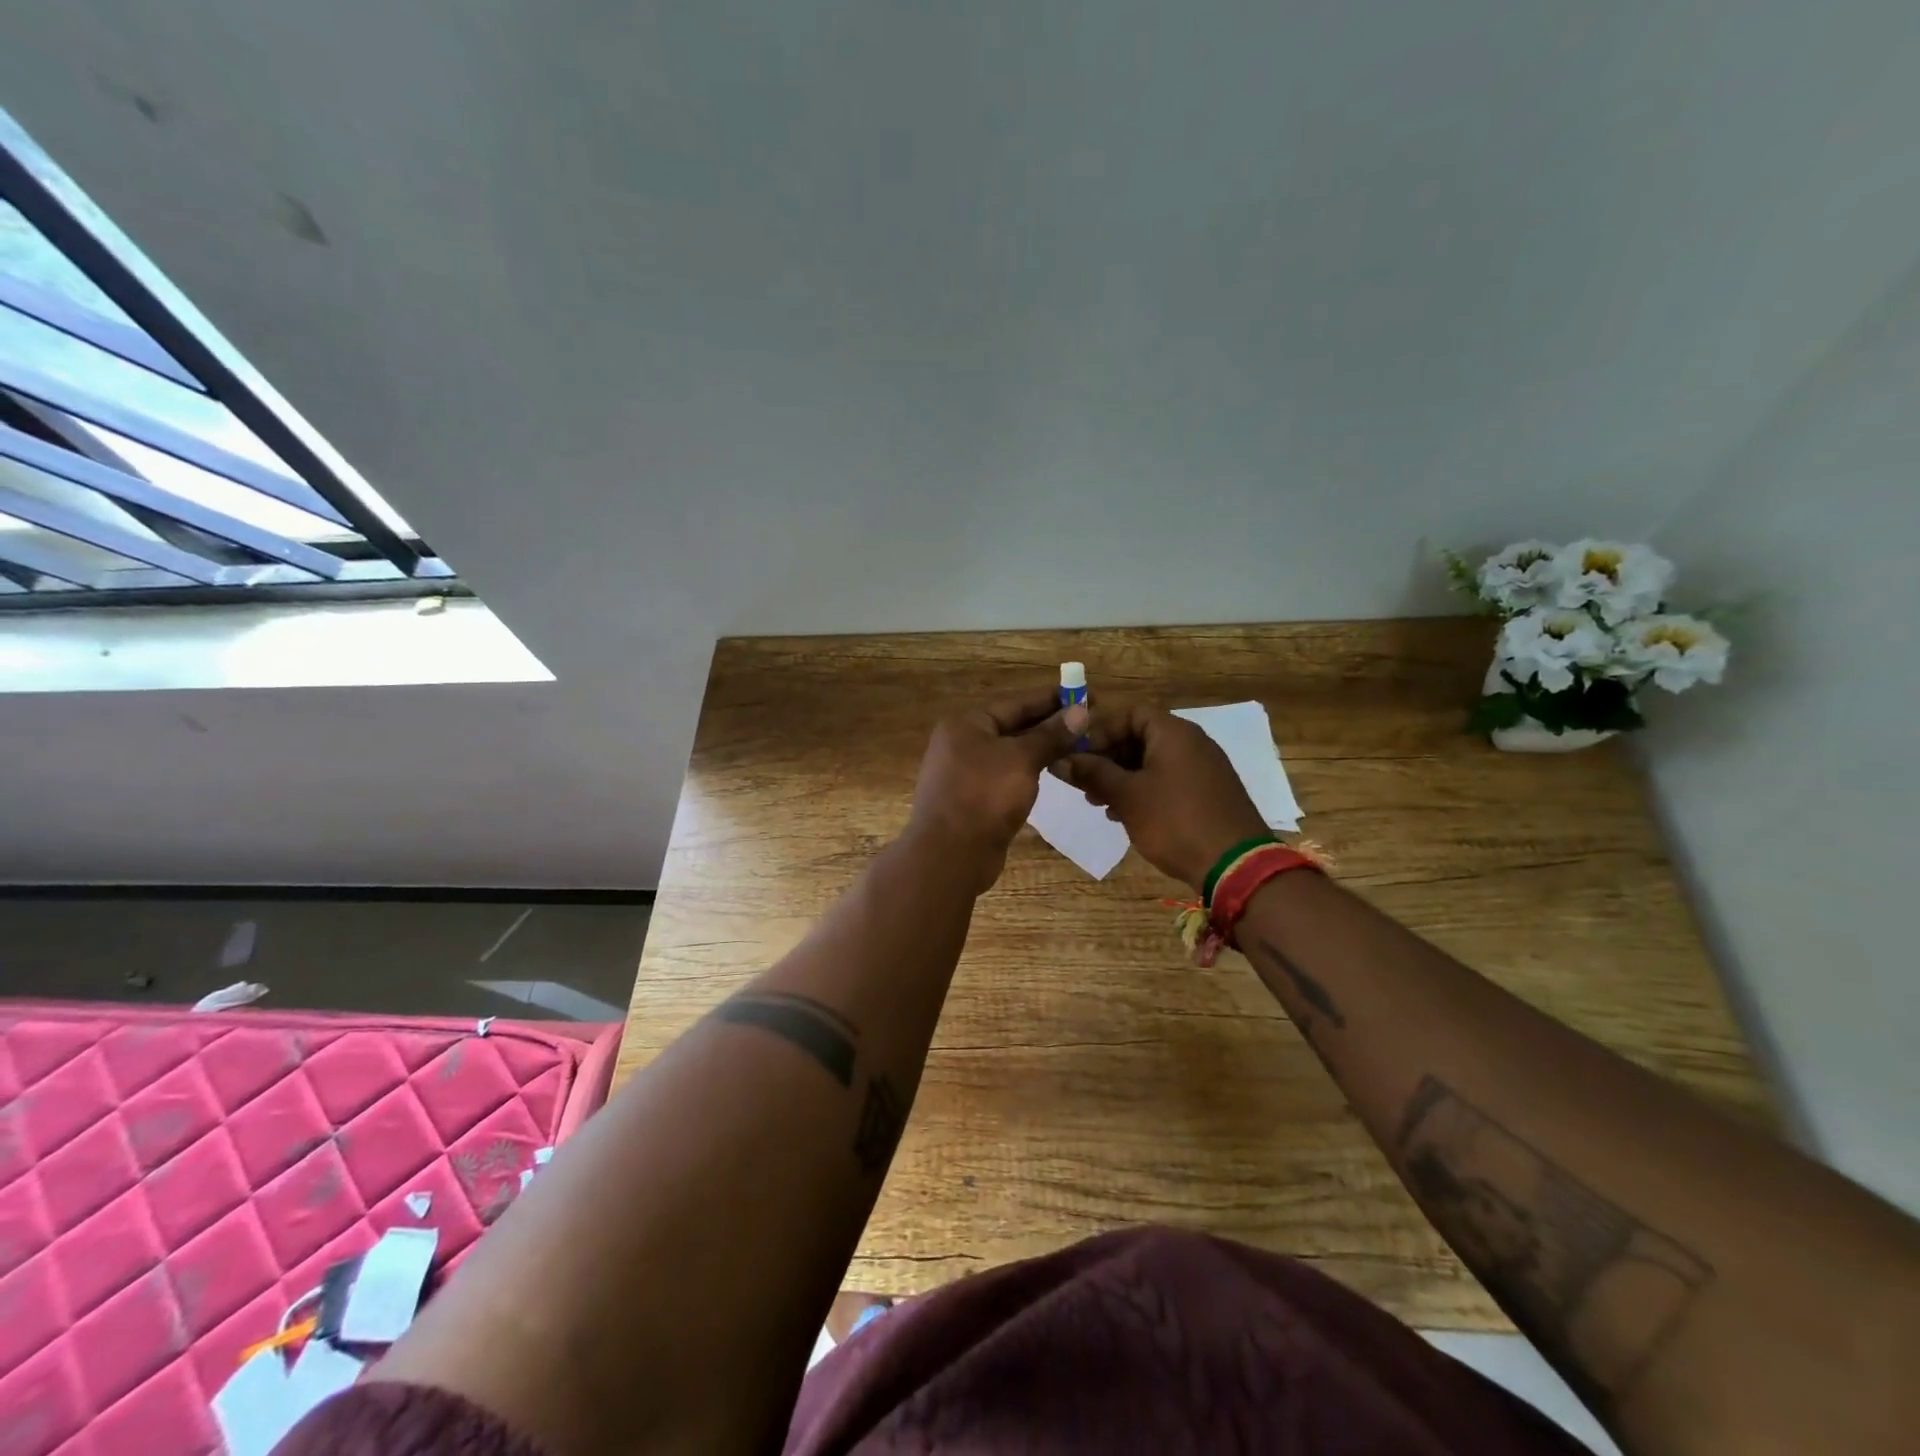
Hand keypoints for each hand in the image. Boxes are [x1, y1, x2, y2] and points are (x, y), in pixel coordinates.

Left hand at [908, 687, 1088, 893]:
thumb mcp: (1022, 759)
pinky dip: (1030, 772)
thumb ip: (1051, 735)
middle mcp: (963, 743)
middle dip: (1051, 724)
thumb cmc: (984, 796)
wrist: (950, 854)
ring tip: (1080, 745)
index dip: (1053, 699)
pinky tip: (1055, 772)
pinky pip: (1007, 776)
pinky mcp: (974, 799)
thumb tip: (1081, 711)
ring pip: (1012, 753)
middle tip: (1090, 721)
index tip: (1087, 695)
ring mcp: (966, 773)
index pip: (1017, 703)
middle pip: (1013, 726)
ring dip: (1043, 749)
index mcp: (967, 724)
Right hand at [1058, 706, 1268, 892]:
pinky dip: (1143, 791)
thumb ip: (1092, 773)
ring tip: (1098, 802)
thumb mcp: (1127, 796)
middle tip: (1082, 782)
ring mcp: (1203, 769)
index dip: (1100, 730)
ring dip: (1121, 777)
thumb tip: (1060, 760)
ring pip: (1151, 762)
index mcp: (1173, 733)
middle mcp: (1192, 743)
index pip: (1129, 713)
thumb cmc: (1175, 821)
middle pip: (1139, 736)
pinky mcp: (1207, 794)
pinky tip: (1124, 815)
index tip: (1078, 754)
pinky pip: (1167, 781)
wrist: (1235, 865)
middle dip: (1107, 757)